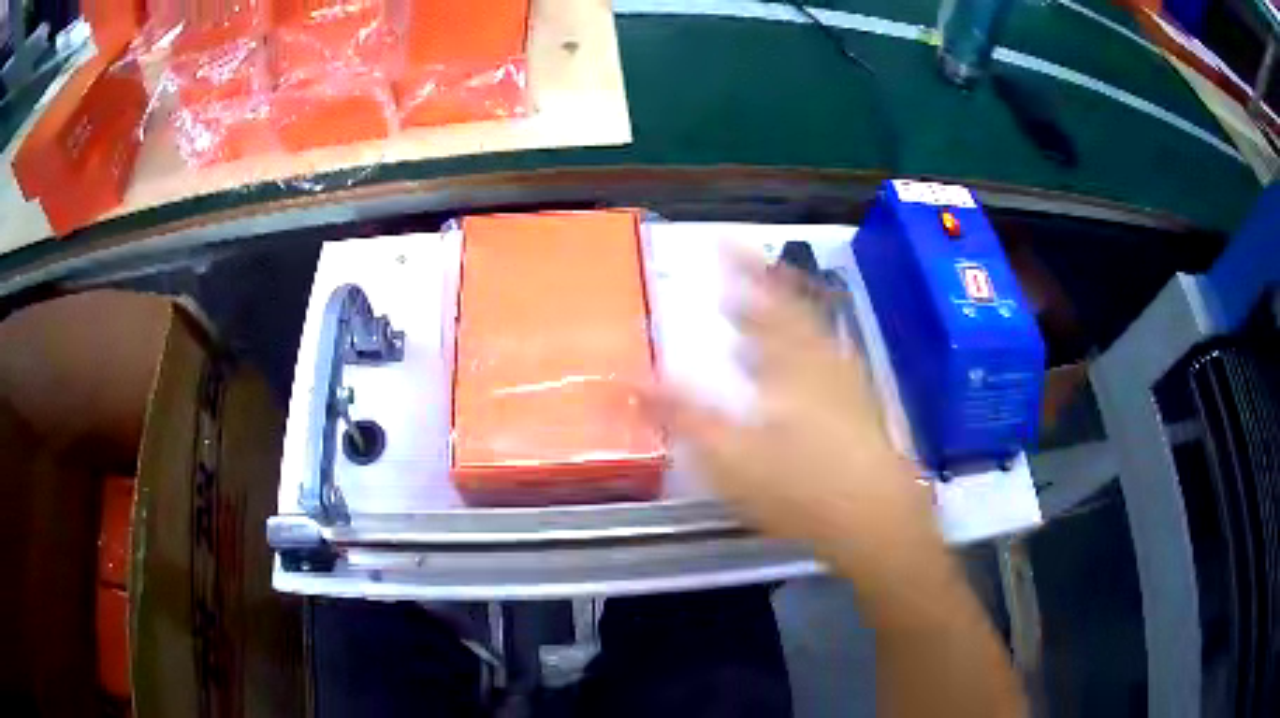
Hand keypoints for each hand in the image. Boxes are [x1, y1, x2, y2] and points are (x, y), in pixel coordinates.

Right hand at [646, 255, 939, 581]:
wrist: (876, 520)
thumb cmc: (800, 486)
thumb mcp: (729, 456)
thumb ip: (682, 415)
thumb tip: (633, 378)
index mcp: (791, 361)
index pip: (763, 300)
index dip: (743, 268)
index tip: (724, 243)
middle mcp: (822, 361)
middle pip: (793, 313)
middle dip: (762, 292)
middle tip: (735, 284)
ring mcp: (847, 384)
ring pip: (813, 336)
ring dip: (784, 322)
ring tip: (758, 323)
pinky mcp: (861, 410)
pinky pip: (829, 362)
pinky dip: (808, 354)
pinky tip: (800, 374)